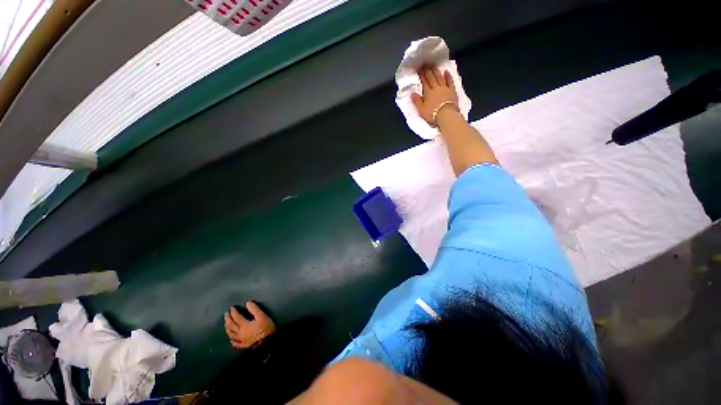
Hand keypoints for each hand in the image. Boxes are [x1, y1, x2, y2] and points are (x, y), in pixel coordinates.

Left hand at [224, 301, 275, 348]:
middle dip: (228, 318)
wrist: (270, 345)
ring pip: (231, 334)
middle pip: (231, 325)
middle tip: (226, 314)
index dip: (233, 311)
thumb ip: (255, 309)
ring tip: (226, 324)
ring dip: (227, 328)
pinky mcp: (245, 346)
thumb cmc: (267, 330)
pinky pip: (237, 344)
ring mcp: (242, 340)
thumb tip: (248, 303)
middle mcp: (240, 332)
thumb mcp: (263, 317)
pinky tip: (231, 340)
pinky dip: (233, 342)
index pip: (236, 317)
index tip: (232, 308)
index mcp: (244, 325)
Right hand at [411, 66, 458, 125]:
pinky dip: (448, 76)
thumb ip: (416, 101)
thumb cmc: (433, 114)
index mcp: (428, 92)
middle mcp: (436, 88)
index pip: (424, 81)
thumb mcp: (421, 110)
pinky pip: (450, 81)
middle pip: (431, 77)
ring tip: (433, 66)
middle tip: (424, 65)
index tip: (419, 69)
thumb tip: (412, 93)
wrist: (447, 116)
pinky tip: (446, 71)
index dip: (421, 75)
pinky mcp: (452, 91)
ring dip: (436, 71)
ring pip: (439, 77)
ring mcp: (445, 88)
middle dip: (427, 71)